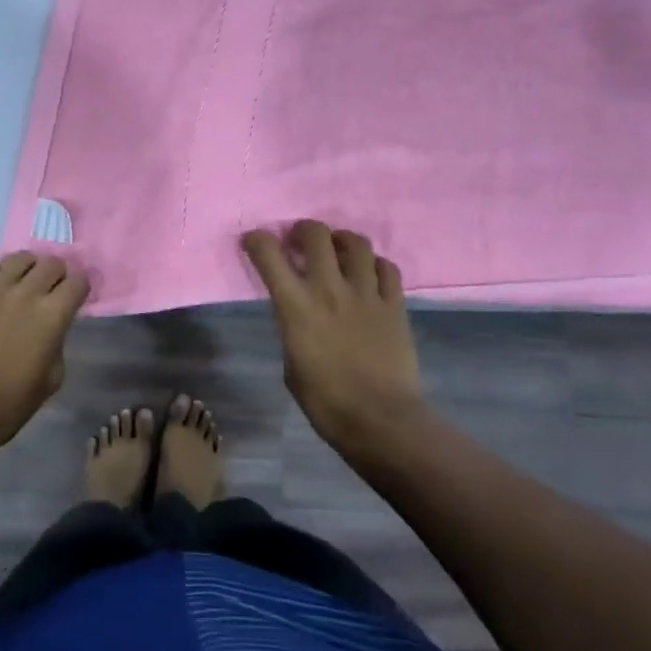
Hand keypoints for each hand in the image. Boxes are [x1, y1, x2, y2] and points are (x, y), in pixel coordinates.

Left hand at [0, 252, 88, 454]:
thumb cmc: (10, 403)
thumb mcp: (52, 378)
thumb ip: (58, 340)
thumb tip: (53, 325)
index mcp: (52, 315)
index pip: (79, 280)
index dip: (81, 288)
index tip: (76, 298)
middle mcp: (26, 293)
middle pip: (52, 262)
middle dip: (58, 274)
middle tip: (52, 291)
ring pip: (21, 257)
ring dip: (29, 268)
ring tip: (24, 284)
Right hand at [242, 221, 422, 450]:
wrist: (381, 420)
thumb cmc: (326, 402)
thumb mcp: (291, 363)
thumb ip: (293, 328)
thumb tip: (300, 316)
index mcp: (296, 306)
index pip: (268, 254)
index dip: (257, 240)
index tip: (255, 242)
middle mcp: (330, 289)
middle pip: (316, 234)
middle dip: (304, 230)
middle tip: (301, 241)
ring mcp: (366, 293)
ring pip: (356, 243)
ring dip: (342, 240)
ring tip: (339, 249)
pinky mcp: (395, 304)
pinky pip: (387, 268)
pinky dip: (375, 264)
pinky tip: (370, 274)